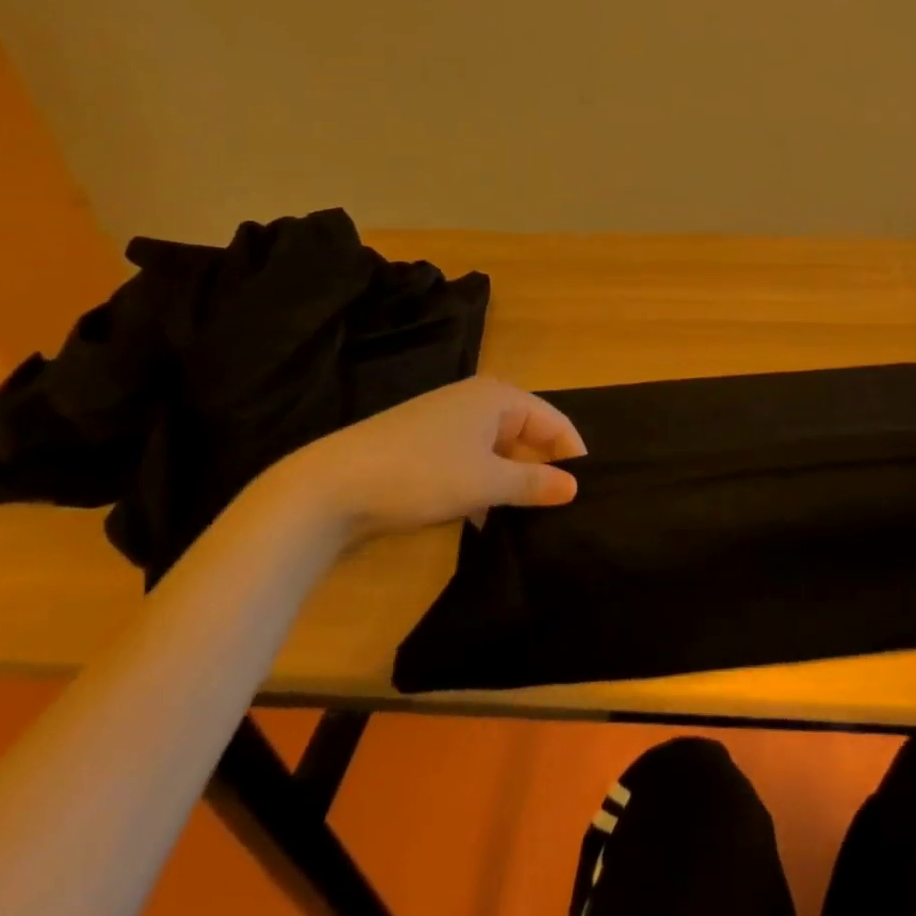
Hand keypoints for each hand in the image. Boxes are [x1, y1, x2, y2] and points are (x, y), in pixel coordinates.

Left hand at [277, 376, 585, 540]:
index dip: (572, 455)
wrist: (329, 488)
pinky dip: (484, 485)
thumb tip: (575, 487)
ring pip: (498, 450)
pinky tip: (483, 518)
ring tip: (529, 519)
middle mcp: (476, 401)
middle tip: (560, 510)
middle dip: (542, 469)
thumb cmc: (421, 473)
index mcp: (498, 397)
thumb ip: (534, 483)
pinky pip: (471, 461)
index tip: (586, 493)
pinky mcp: (424, 446)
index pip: (554, 421)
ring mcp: (447, 423)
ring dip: (512, 481)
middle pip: (527, 433)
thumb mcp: (485, 482)